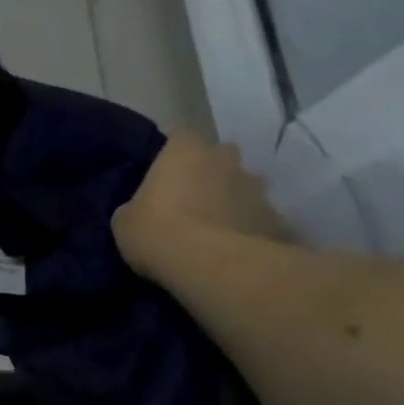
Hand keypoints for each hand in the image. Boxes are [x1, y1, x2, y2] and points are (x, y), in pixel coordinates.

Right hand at [112, 129, 290, 280]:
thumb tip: (140, 213)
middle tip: (194, 200)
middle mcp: (226, 160)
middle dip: (212, 173)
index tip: (166, 175)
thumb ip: (135, 208)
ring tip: (218, 231)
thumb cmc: (158, 231)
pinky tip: (238, 253)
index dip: (174, 155)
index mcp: (185, 151)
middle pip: (221, 157)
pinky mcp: (279, 222)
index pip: (181, 137)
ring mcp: (258, 190)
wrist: (213, 267)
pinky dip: (253, 231)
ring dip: (235, 202)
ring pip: (246, 189)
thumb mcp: (125, 222)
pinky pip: (262, 222)